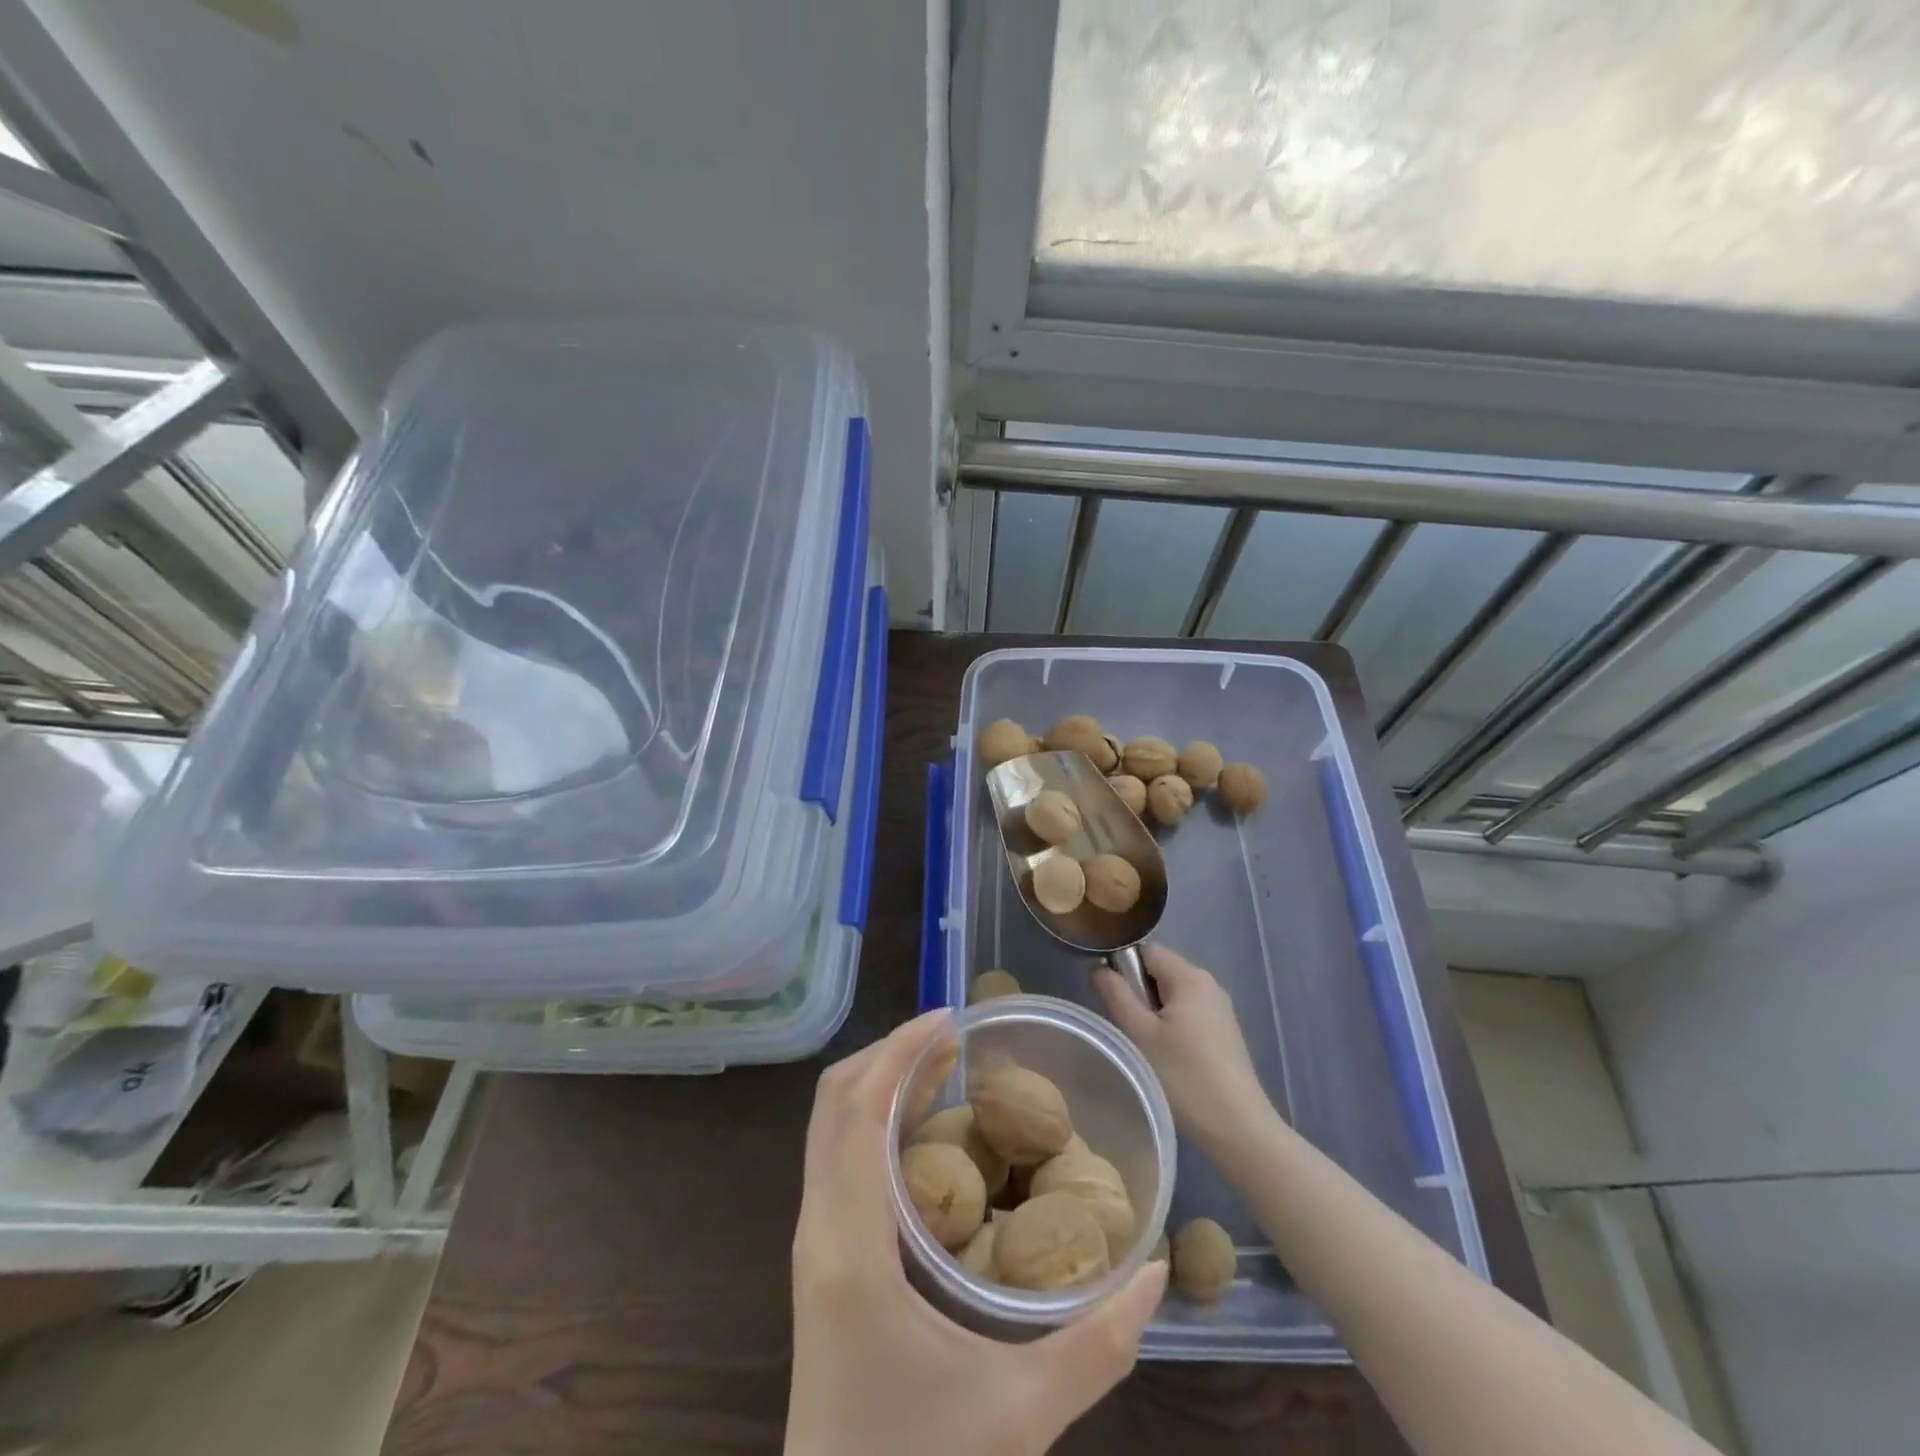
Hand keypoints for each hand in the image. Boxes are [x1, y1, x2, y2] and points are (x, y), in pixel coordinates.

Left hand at [787, 1010, 1167, 1455]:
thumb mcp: (1020, 1414)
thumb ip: (1099, 1344)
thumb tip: (1158, 1271)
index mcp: (851, 1246)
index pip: (858, 1110)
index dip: (899, 1051)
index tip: (950, 1018)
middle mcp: (819, 1228)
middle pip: (836, 1103)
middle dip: (892, 1055)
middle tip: (955, 1038)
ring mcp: (814, 1243)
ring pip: (832, 1127)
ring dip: (882, 1083)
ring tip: (944, 1067)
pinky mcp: (821, 1260)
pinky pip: (838, 1158)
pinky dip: (875, 1120)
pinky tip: (926, 1133)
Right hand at [1094, 945, 1271, 1153]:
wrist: (1238, 1129)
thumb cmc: (1183, 1076)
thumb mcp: (1139, 1033)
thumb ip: (1115, 993)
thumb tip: (1099, 968)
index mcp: (1189, 976)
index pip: (1145, 950)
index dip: (1122, 967)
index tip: (1112, 1000)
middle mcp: (1209, 983)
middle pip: (1159, 970)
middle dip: (1138, 992)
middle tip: (1128, 1029)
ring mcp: (1220, 1009)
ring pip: (1172, 995)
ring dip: (1153, 1013)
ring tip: (1146, 1046)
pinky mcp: (1225, 1033)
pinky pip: (1188, 1013)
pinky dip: (1172, 1026)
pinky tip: (1169, 1058)